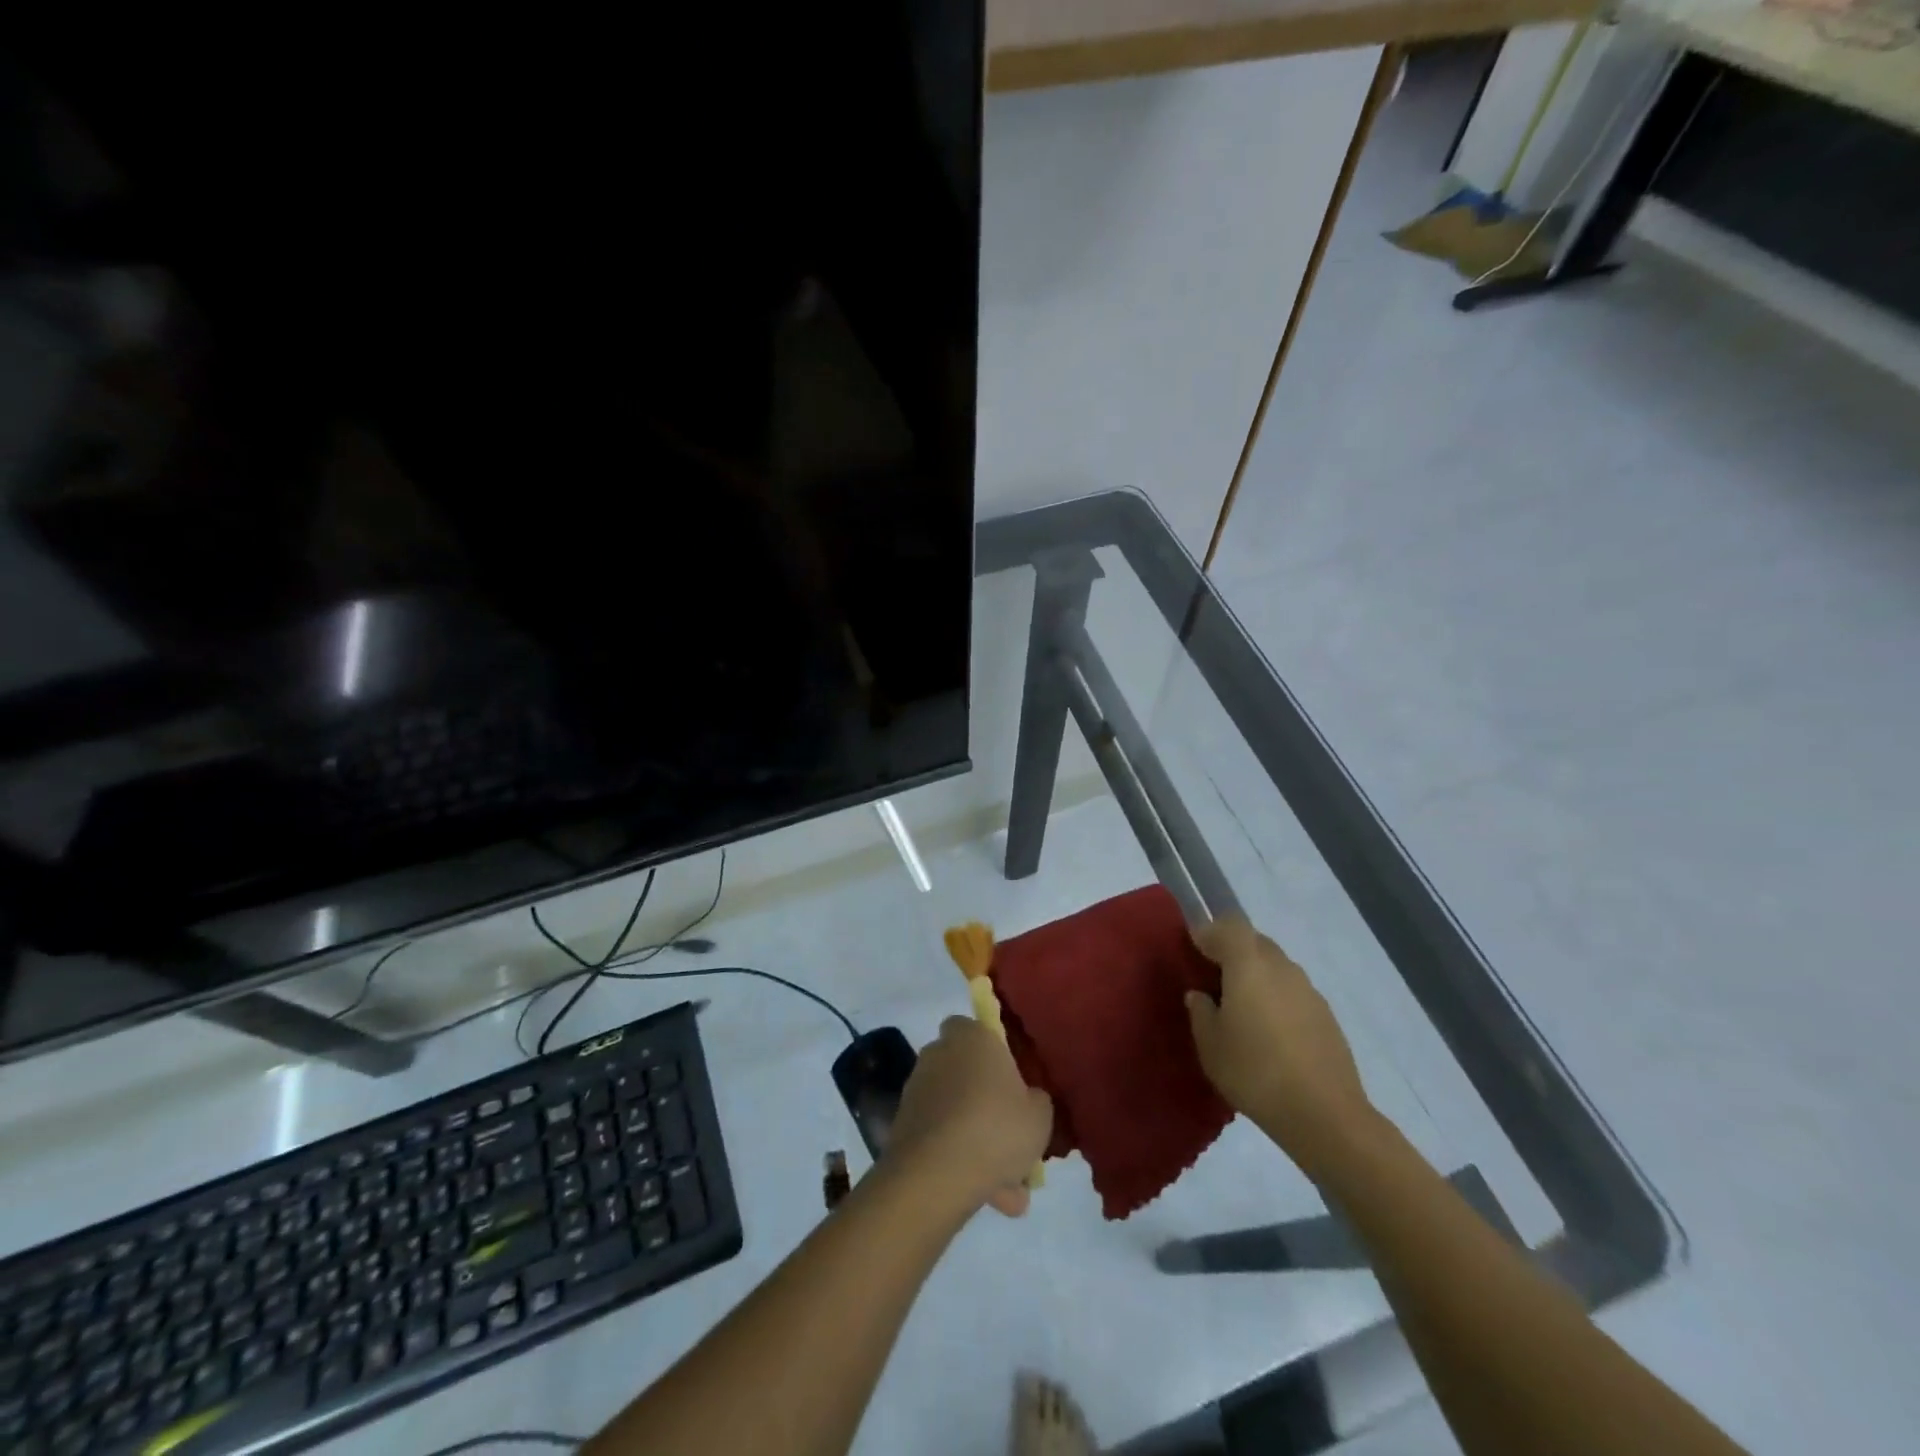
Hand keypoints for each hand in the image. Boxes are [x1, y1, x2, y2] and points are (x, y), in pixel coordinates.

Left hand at [886, 1017, 1052, 1218]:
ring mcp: (917, 1089)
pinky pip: (942, 1139)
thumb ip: (1036, 1101)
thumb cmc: (996, 1128)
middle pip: (966, 1074)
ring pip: (957, 1114)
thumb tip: (1027, 1100)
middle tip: (1012, 1142)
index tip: (1011, 1084)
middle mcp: (939, 1054)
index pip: (976, 1029)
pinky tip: (987, 1197)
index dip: (993, 1054)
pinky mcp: (903, 1125)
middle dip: (987, 1106)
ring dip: (977, 1143)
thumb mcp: (1040, 1116)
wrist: (935, 1174)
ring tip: (1008, 1191)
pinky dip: (960, 1162)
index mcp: (972, 1037)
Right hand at [1186, 917, 1375, 1174]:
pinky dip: (1277, 997)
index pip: (1228, 926)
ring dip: (1257, 974)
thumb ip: (1201, 1012)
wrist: (1324, 1114)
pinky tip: (1271, 1031)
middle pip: (1255, 941)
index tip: (1194, 948)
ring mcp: (1308, 990)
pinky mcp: (1326, 1014)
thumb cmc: (1255, 1072)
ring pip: (1276, 966)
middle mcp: (1281, 967)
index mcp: (1248, 965)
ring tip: (1243, 1007)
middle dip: (1233, 950)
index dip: (1209, 932)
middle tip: (1215, 976)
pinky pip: (1293, 991)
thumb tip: (1200, 995)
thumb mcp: (1210, 1045)